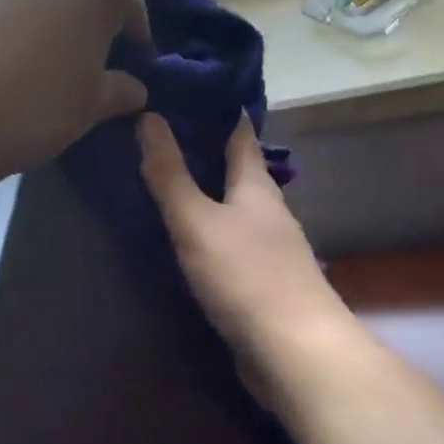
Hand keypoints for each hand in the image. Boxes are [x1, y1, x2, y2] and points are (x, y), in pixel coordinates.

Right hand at [137, 111, 352, 390]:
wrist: (294, 352)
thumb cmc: (245, 276)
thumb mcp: (197, 221)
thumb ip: (170, 174)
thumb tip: (149, 117)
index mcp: (257, 186)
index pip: (239, 133)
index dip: (217, 109)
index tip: (184, 91)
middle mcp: (268, 211)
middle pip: (237, 171)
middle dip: (204, 153)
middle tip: (157, 136)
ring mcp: (269, 249)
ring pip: (233, 210)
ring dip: (205, 196)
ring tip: (162, 183)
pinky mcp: (261, 283)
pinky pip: (229, 246)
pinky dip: (207, 234)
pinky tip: (184, 241)